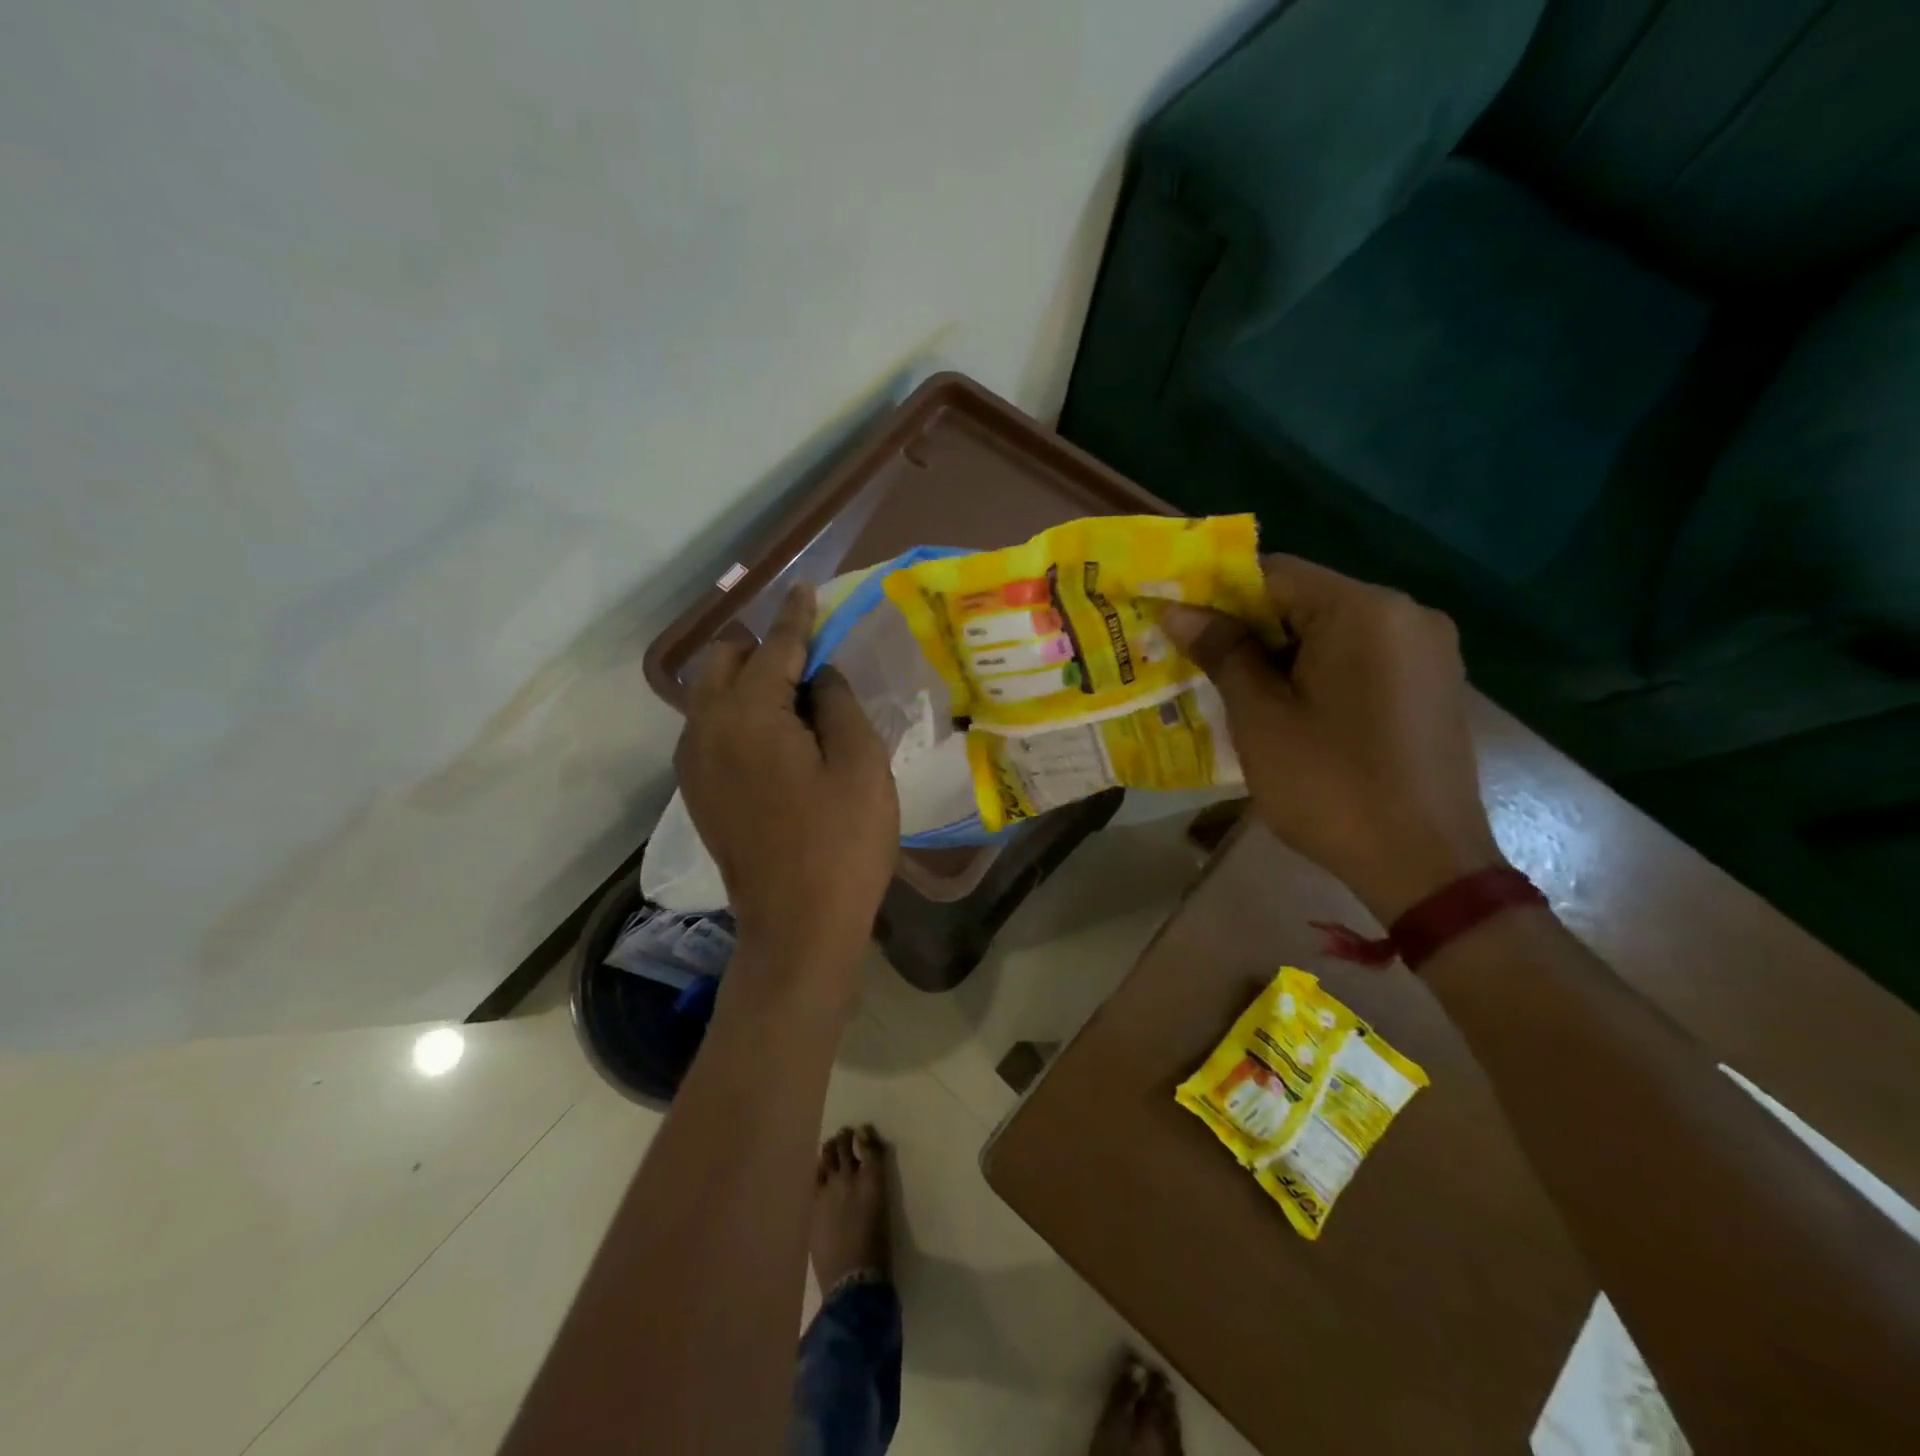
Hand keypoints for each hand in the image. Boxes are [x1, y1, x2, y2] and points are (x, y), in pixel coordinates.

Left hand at [675, 586, 898, 1007]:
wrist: (797, 927)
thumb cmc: (842, 843)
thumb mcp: (860, 764)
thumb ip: (837, 702)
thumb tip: (818, 673)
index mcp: (749, 716)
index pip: (775, 647)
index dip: (796, 617)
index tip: (804, 590)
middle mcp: (707, 729)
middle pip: (723, 662)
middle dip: (760, 647)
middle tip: (808, 662)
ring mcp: (694, 764)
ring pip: (709, 696)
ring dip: (746, 682)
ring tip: (794, 701)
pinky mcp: (697, 793)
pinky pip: (709, 730)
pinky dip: (736, 715)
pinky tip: (775, 740)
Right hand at [1162, 556, 1502, 924]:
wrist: (1425, 865)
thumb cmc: (1330, 786)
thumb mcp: (1261, 718)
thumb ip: (1222, 653)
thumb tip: (1177, 611)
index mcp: (1364, 610)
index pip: (1274, 573)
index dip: (1218, 596)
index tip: (1181, 628)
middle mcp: (1406, 613)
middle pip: (1305, 600)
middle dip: (1250, 629)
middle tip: (1202, 667)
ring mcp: (1427, 650)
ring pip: (1332, 631)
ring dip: (1281, 654)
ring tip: (1240, 694)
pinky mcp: (1433, 684)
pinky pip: (1360, 658)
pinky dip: (1318, 672)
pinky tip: (1291, 712)